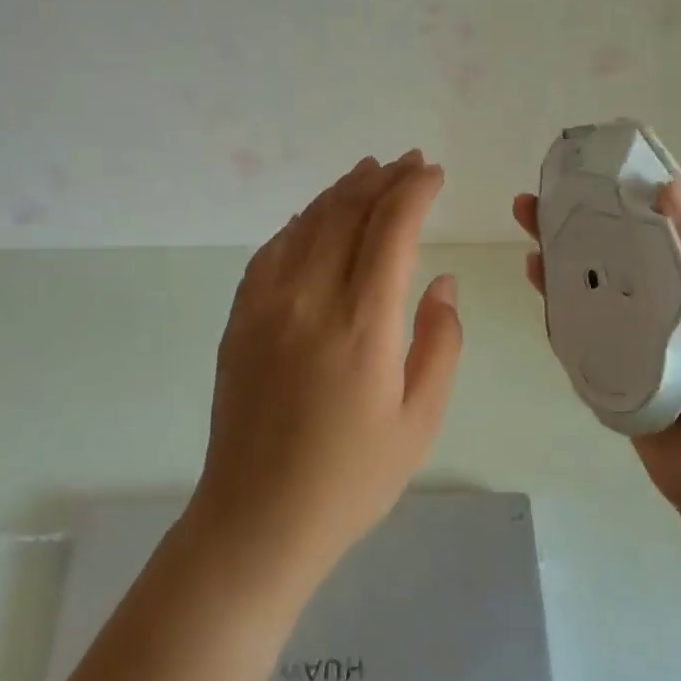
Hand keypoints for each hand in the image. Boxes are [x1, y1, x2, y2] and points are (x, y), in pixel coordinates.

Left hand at [192, 151, 462, 584]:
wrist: (257, 519)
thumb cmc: (351, 479)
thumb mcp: (420, 420)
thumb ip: (440, 342)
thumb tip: (440, 282)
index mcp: (363, 325)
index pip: (391, 230)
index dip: (414, 192)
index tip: (433, 173)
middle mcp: (310, 300)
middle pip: (348, 214)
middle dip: (382, 180)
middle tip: (408, 162)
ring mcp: (266, 306)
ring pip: (307, 224)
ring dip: (341, 192)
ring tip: (368, 172)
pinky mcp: (240, 319)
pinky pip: (272, 250)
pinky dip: (301, 223)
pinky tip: (316, 218)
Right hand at [512, 178, 680, 519]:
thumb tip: (672, 188)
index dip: (648, 183)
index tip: (609, 160)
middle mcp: (676, 294)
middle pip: (628, 241)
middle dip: (591, 211)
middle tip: (549, 188)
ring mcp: (642, 327)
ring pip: (598, 274)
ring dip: (566, 246)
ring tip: (527, 219)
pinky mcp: (615, 357)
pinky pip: (581, 319)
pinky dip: (558, 295)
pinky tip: (535, 273)